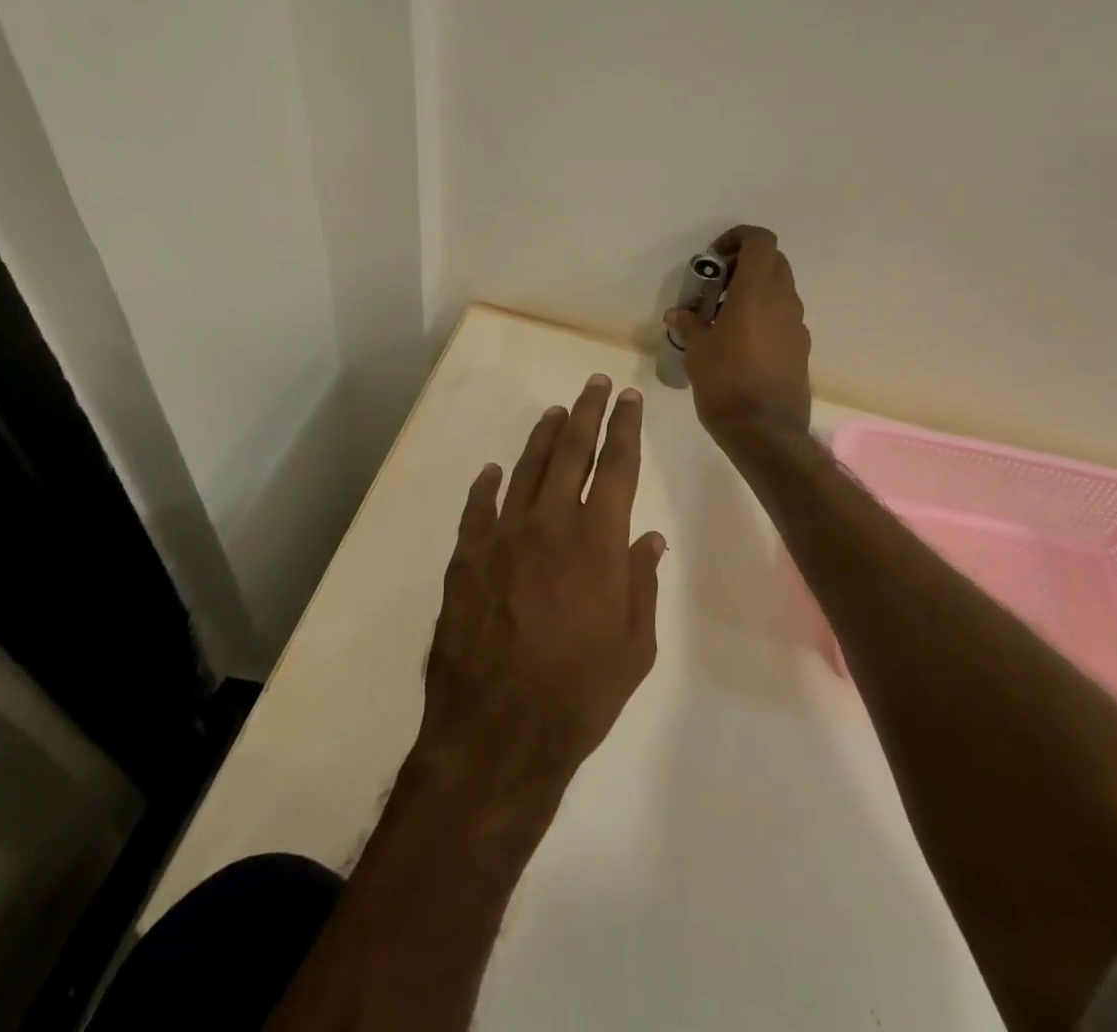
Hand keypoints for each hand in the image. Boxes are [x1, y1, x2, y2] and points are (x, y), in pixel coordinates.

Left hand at [415, 375, 663, 796]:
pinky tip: (493, 472)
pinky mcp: (467, 557)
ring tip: (556, 413)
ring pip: (525, 469)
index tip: (629, 398)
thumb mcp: (634, 646)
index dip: (625, 427)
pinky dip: (487, 485)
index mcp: (596, 542)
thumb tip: (649, 537)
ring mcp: (502, 537)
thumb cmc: (579, 694)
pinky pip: (478, 507)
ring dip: (543, 437)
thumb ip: (641, 582)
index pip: (616, 466)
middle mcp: (549, 524)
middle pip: (570, 451)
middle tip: (595, 384)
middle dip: (587, 412)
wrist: (497, 733)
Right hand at [667, 224, 812, 443]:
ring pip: (781, 289)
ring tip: (725, 315)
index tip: (714, 259)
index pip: (759, 241)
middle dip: (745, 263)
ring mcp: (797, 325)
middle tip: (717, 285)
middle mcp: (783, 301)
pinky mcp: (801, 347)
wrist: (766, 431)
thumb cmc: (725, 383)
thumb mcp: (697, 351)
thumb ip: (689, 325)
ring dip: (756, 290)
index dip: (737, 238)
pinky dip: (765, 315)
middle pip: (773, 261)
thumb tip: (678, 314)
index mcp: (756, 292)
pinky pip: (783, 317)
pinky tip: (742, 342)